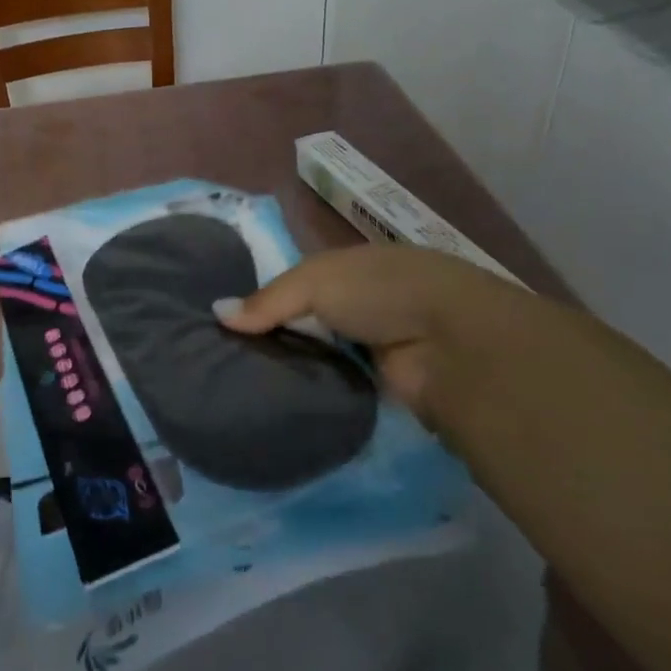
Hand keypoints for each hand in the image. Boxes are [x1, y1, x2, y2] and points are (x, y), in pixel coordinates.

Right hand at [216, 244, 551, 422]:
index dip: (265, 299)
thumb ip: (267, 300)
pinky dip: (316, 391)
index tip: (226, 321)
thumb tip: (216, 314)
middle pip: (308, 320)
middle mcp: (363, 304)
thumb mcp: (314, 280)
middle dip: (275, 336)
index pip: (297, 282)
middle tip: (224, 359)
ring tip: (241, 384)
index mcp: (350, 268)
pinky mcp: (384, 386)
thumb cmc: (380, 291)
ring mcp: (375, 346)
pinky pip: (338, 386)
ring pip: (321, 355)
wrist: (454, 343)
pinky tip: (279, 402)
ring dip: (294, 366)